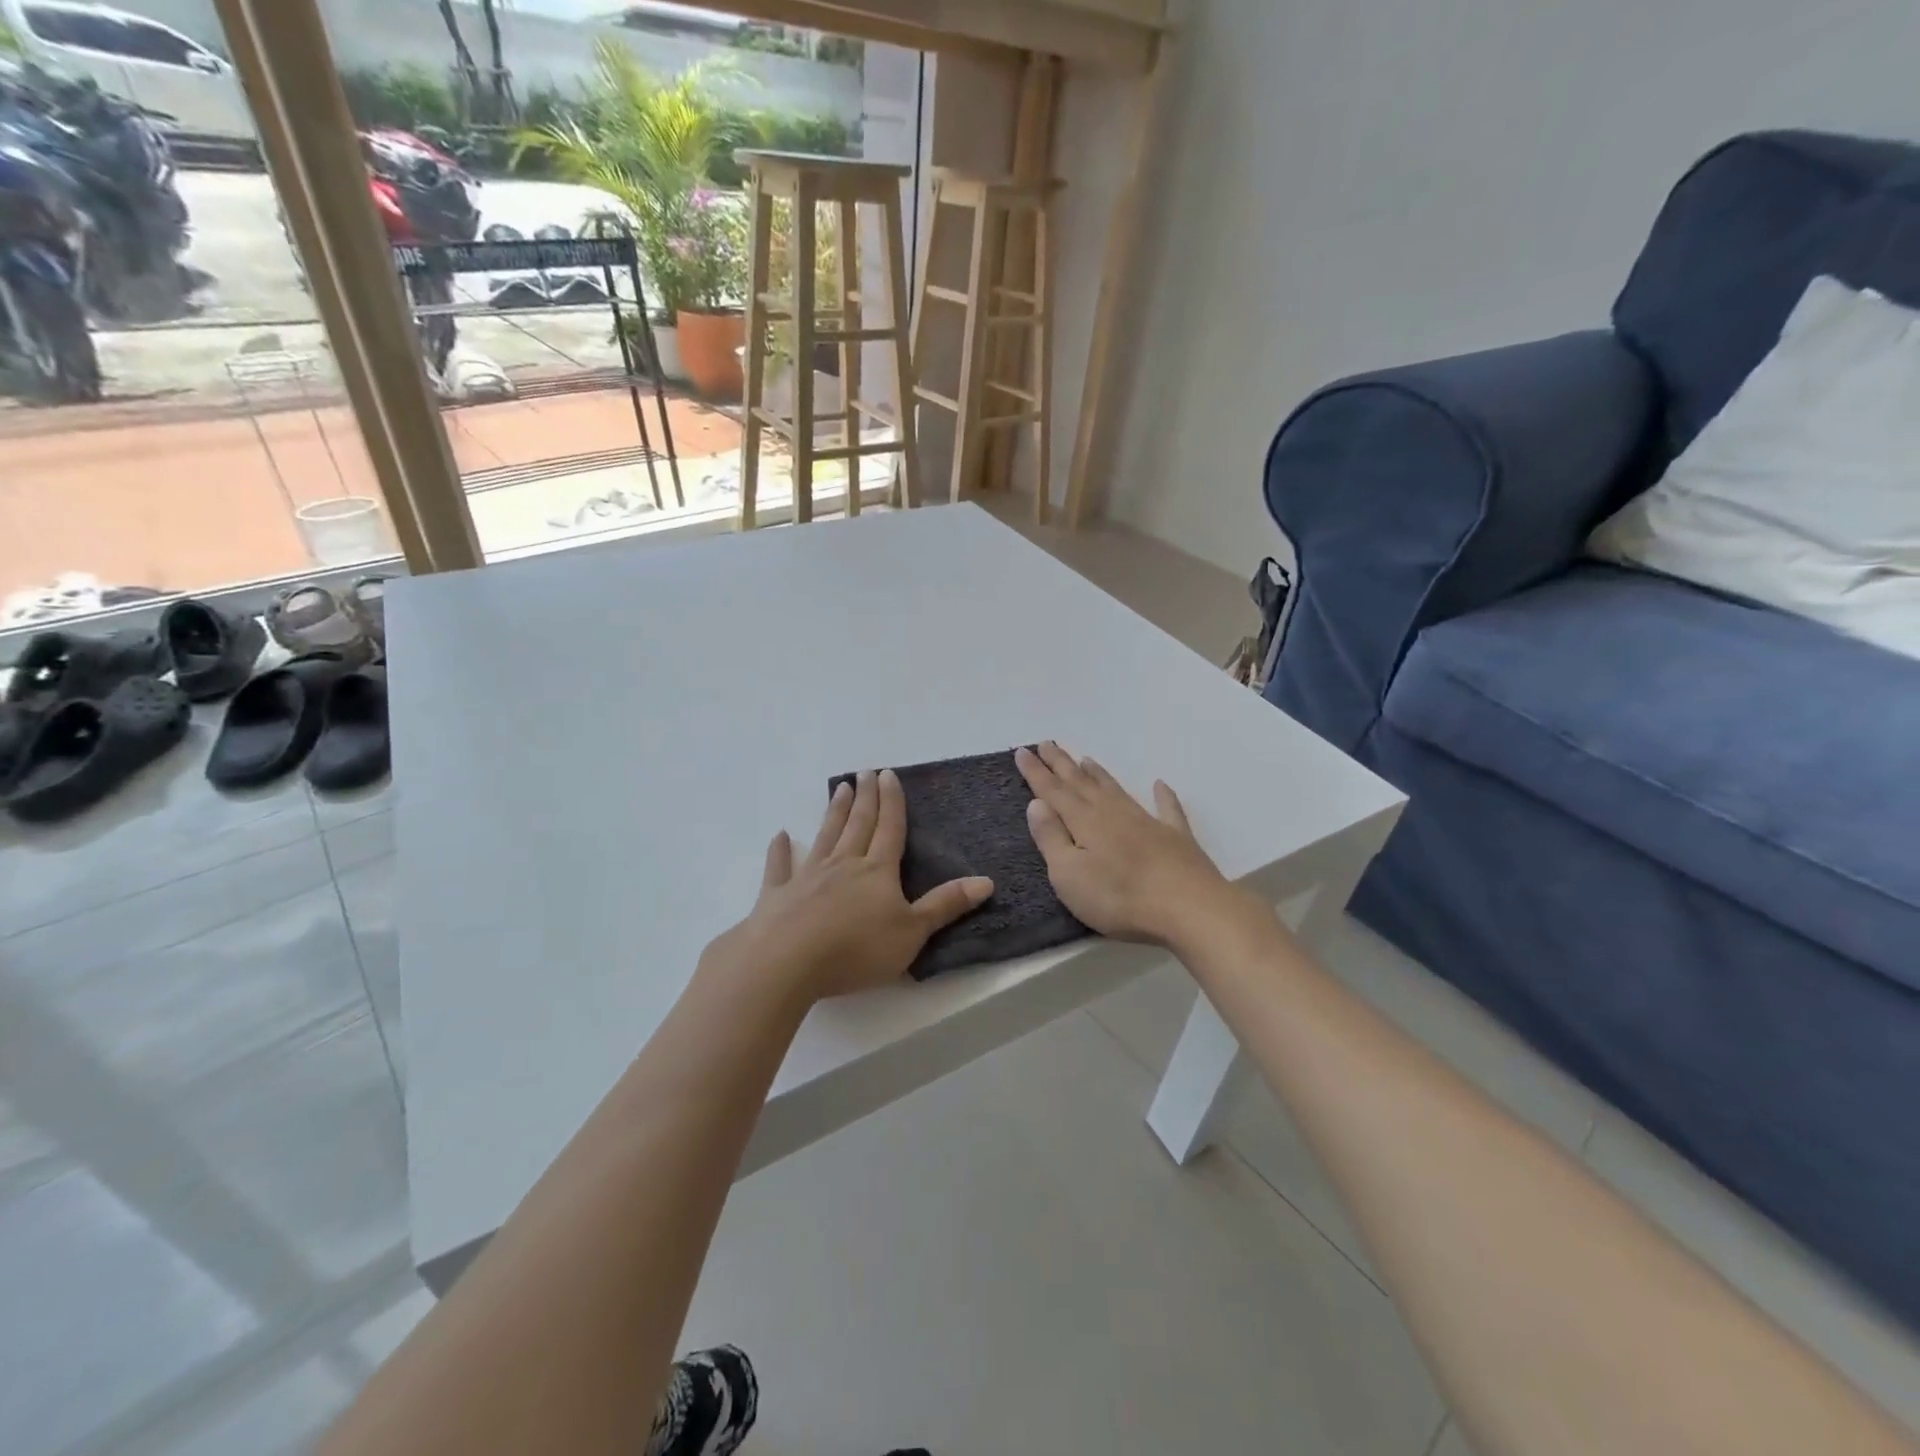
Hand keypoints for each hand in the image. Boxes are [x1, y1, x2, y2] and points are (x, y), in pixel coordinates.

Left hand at [703, 769, 994, 1003]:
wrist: (787, 962)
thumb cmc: (857, 949)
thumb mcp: (912, 932)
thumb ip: (945, 905)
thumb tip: (986, 881)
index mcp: (877, 870)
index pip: (889, 829)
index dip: (892, 802)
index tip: (889, 775)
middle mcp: (843, 864)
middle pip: (858, 824)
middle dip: (866, 798)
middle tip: (865, 772)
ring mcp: (807, 876)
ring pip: (825, 836)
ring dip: (834, 812)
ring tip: (841, 789)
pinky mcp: (777, 895)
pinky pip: (780, 867)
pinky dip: (780, 850)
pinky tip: (780, 836)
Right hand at [1016, 742, 1236, 944]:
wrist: (1189, 908)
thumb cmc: (1119, 897)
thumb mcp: (1069, 875)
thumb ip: (1051, 838)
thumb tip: (1037, 803)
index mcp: (1084, 821)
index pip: (1053, 791)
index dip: (1036, 772)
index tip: (1022, 751)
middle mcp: (1113, 813)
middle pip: (1082, 783)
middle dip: (1062, 764)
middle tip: (1048, 743)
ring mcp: (1147, 822)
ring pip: (1116, 790)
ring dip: (1099, 774)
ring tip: (1086, 759)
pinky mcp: (1176, 838)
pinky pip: (1167, 809)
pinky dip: (1163, 796)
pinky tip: (1160, 785)